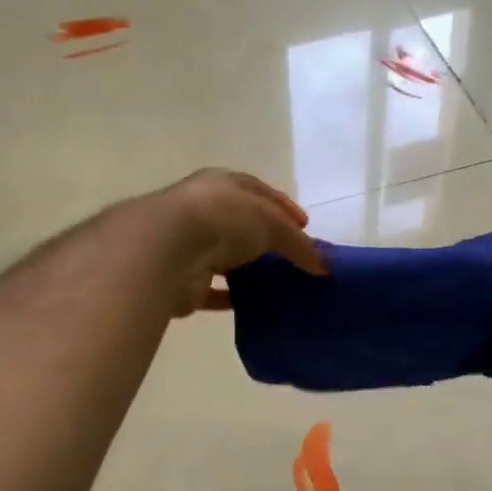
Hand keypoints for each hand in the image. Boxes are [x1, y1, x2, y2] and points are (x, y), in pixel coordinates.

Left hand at [156, 169, 325, 315]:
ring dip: (247, 268)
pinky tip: (252, 306)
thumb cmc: (224, 219)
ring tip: (277, 284)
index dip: (284, 207)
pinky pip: (213, 291)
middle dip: (266, 238)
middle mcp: (203, 210)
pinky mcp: (182, 281)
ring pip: (225, 257)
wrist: (168, 248)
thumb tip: (323, 266)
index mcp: (222, 184)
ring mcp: (189, 245)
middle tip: (294, 257)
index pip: (258, 191)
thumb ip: (299, 244)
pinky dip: (231, 298)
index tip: (305, 226)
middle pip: (241, 224)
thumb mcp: (273, 223)